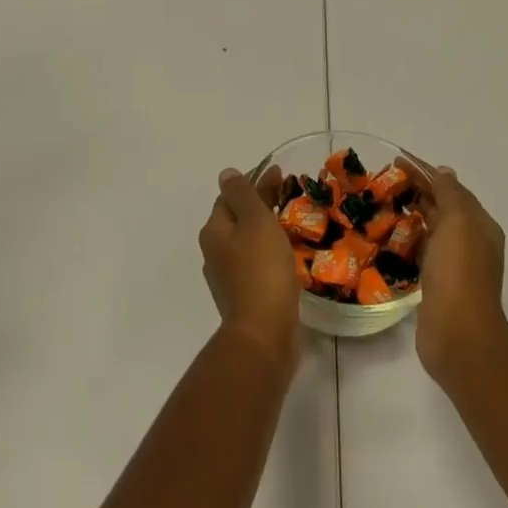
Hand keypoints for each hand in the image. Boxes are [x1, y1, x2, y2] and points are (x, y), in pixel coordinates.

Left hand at [200, 166, 299, 374]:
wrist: (264, 333)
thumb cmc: (261, 270)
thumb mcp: (254, 221)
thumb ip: (242, 194)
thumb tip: (226, 173)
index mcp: (214, 231)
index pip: (229, 196)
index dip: (253, 182)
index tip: (280, 174)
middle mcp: (215, 252)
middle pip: (238, 218)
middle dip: (261, 204)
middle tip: (290, 194)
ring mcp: (228, 277)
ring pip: (248, 242)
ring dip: (266, 229)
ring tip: (293, 222)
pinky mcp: (245, 296)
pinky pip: (257, 264)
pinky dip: (270, 252)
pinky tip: (287, 254)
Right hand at [403, 159, 507, 384]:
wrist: (458, 334)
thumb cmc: (458, 272)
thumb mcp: (458, 222)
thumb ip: (450, 194)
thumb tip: (443, 172)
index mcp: (480, 225)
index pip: (452, 188)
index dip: (425, 171)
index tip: (396, 160)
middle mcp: (471, 242)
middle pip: (442, 207)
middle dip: (417, 190)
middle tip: (383, 180)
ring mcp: (455, 265)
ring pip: (431, 229)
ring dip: (410, 214)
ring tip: (381, 204)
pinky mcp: (437, 284)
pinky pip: (421, 252)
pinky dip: (407, 240)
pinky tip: (388, 238)